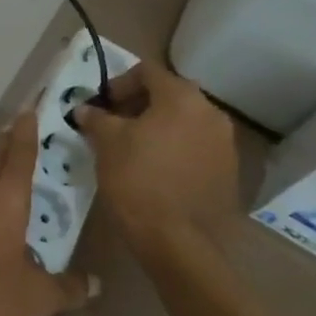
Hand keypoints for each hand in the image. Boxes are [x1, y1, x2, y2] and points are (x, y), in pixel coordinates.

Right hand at [73, 61, 239, 252]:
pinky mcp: (230, 174)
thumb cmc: (138, 180)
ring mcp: (225, 145)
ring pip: (185, 122)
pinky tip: (157, 170)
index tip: (102, 105)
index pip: (147, 71)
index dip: (119, 83)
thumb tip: (85, 109)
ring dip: (159, 127)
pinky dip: (176, 149)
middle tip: (114, 124)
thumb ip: (96, 118)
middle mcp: (211, 113)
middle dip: (139, 105)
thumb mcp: (107, 143)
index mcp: (182, 98)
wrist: (179, 244)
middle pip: (169, 95)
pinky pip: (197, 148)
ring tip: (134, 148)